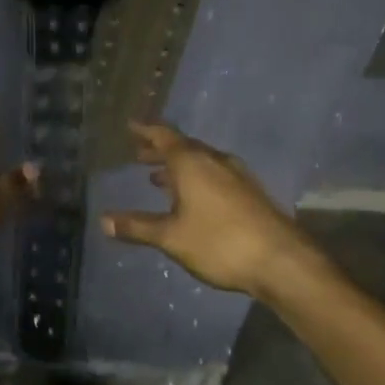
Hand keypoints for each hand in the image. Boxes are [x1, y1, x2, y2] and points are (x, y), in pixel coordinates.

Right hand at [101, 121, 312, 297]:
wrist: (281, 260)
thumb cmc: (219, 242)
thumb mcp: (171, 237)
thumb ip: (137, 227)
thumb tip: (103, 221)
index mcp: (192, 163)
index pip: (164, 136)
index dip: (145, 130)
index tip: (130, 125)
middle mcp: (214, 161)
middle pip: (183, 147)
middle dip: (159, 150)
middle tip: (138, 154)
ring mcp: (236, 175)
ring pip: (200, 162)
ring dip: (177, 167)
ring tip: (158, 178)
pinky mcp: (249, 192)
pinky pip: (214, 175)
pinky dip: (195, 179)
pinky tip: (191, 199)